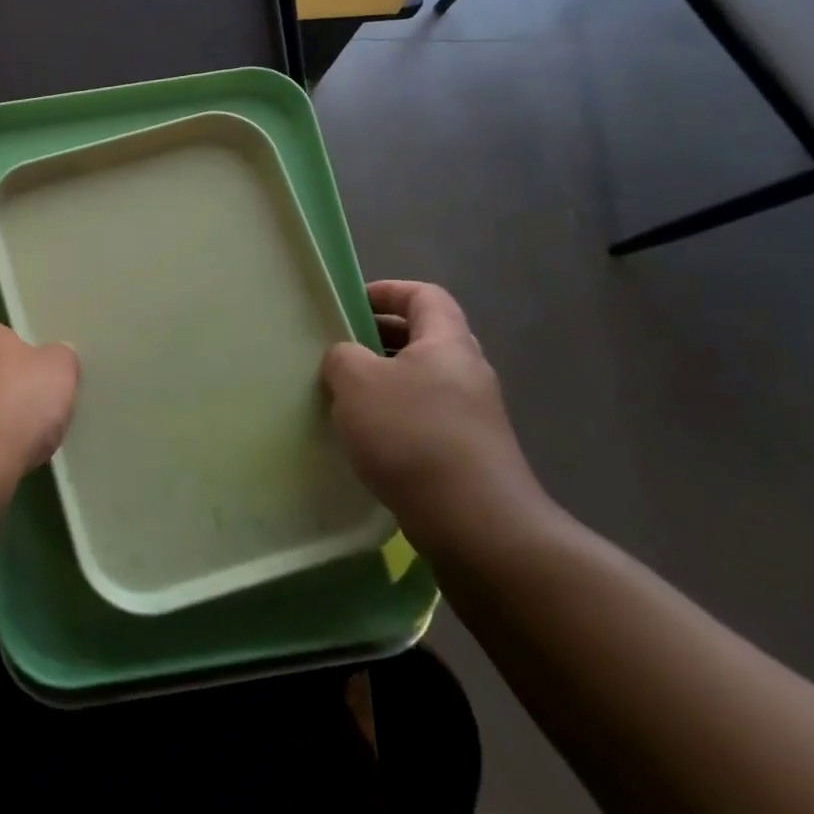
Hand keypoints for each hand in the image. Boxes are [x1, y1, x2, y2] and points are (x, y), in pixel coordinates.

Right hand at [322, 280, 552, 558]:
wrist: (475, 522)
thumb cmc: (411, 435)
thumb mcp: (357, 382)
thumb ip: (343, 356)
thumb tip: (347, 357)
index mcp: (448, 343)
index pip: (424, 295)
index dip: (387, 291)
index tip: (348, 304)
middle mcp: (467, 372)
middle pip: (424, 337)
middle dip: (379, 338)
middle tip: (338, 351)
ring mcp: (473, 415)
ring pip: (422, 380)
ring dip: (383, 381)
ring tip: (343, 397)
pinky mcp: (468, 452)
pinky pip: (425, 417)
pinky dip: (394, 416)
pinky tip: (366, 439)